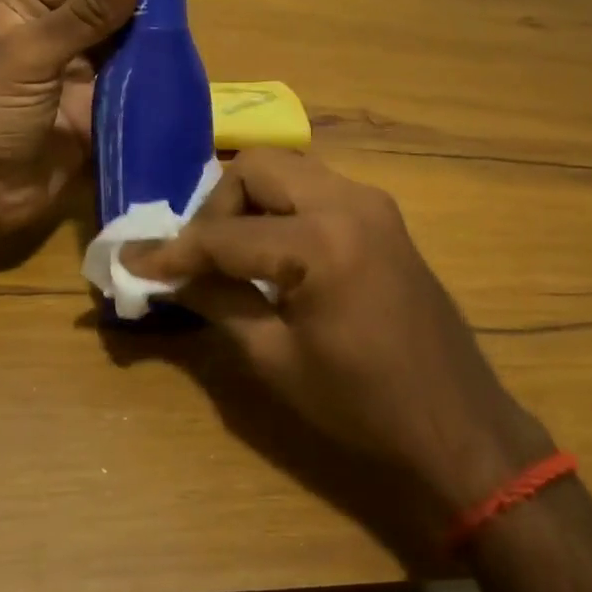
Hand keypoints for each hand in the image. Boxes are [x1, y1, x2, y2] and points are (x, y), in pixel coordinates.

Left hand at [0, 0, 176, 240]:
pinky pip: (128, 93)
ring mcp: (74, 80)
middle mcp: (52, 38)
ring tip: (193, 38)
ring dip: (153, 46)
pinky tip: (181, 78)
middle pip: (109, 12)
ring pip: (123, 52)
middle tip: (193, 2)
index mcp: (27, 10)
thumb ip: (84, 12)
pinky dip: (151, 86)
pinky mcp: (92, 116)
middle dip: (148, 6)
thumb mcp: (31, 54)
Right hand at [125, 149, 555, 516]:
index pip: (224, 234)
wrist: (457, 423)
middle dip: (216, 207)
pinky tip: (271, 254)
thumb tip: (165, 277)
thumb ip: (216, 302)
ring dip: (249, 203)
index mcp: (322, 241)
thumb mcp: (275, 359)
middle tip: (198, 257)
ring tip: (229, 255)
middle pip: (257, 168)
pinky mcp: (383, 216)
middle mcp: (350, 201)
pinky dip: (281, 210)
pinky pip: (316, 190)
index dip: (173, 252)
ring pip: (288, 171)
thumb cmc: (363, 404)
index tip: (134, 264)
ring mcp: (373, 203)